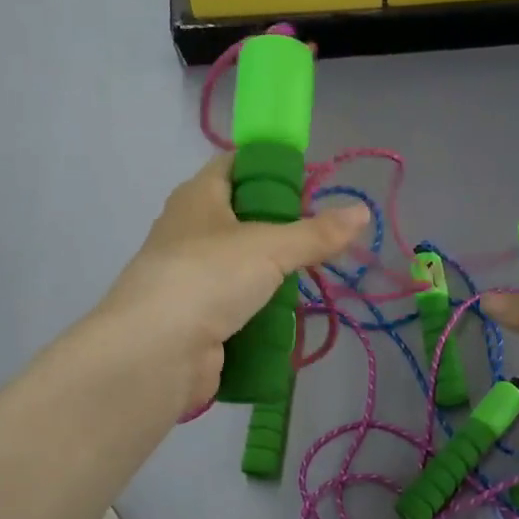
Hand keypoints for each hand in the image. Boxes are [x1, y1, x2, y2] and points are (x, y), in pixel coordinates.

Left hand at [95, 155, 369, 411]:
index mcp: (197, 198)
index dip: (269, 167)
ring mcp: (190, 279)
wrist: (156, 353)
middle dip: (280, 229)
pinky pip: (237, 307)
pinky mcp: (196, 320)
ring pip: (241, 267)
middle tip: (321, 237)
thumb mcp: (270, 247)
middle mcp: (189, 232)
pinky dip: (261, 312)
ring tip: (313, 279)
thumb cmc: (209, 277)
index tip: (309, 182)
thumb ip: (317, 232)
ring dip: (273, 276)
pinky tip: (289, 318)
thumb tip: (362, 212)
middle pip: (241, 219)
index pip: (234, 165)